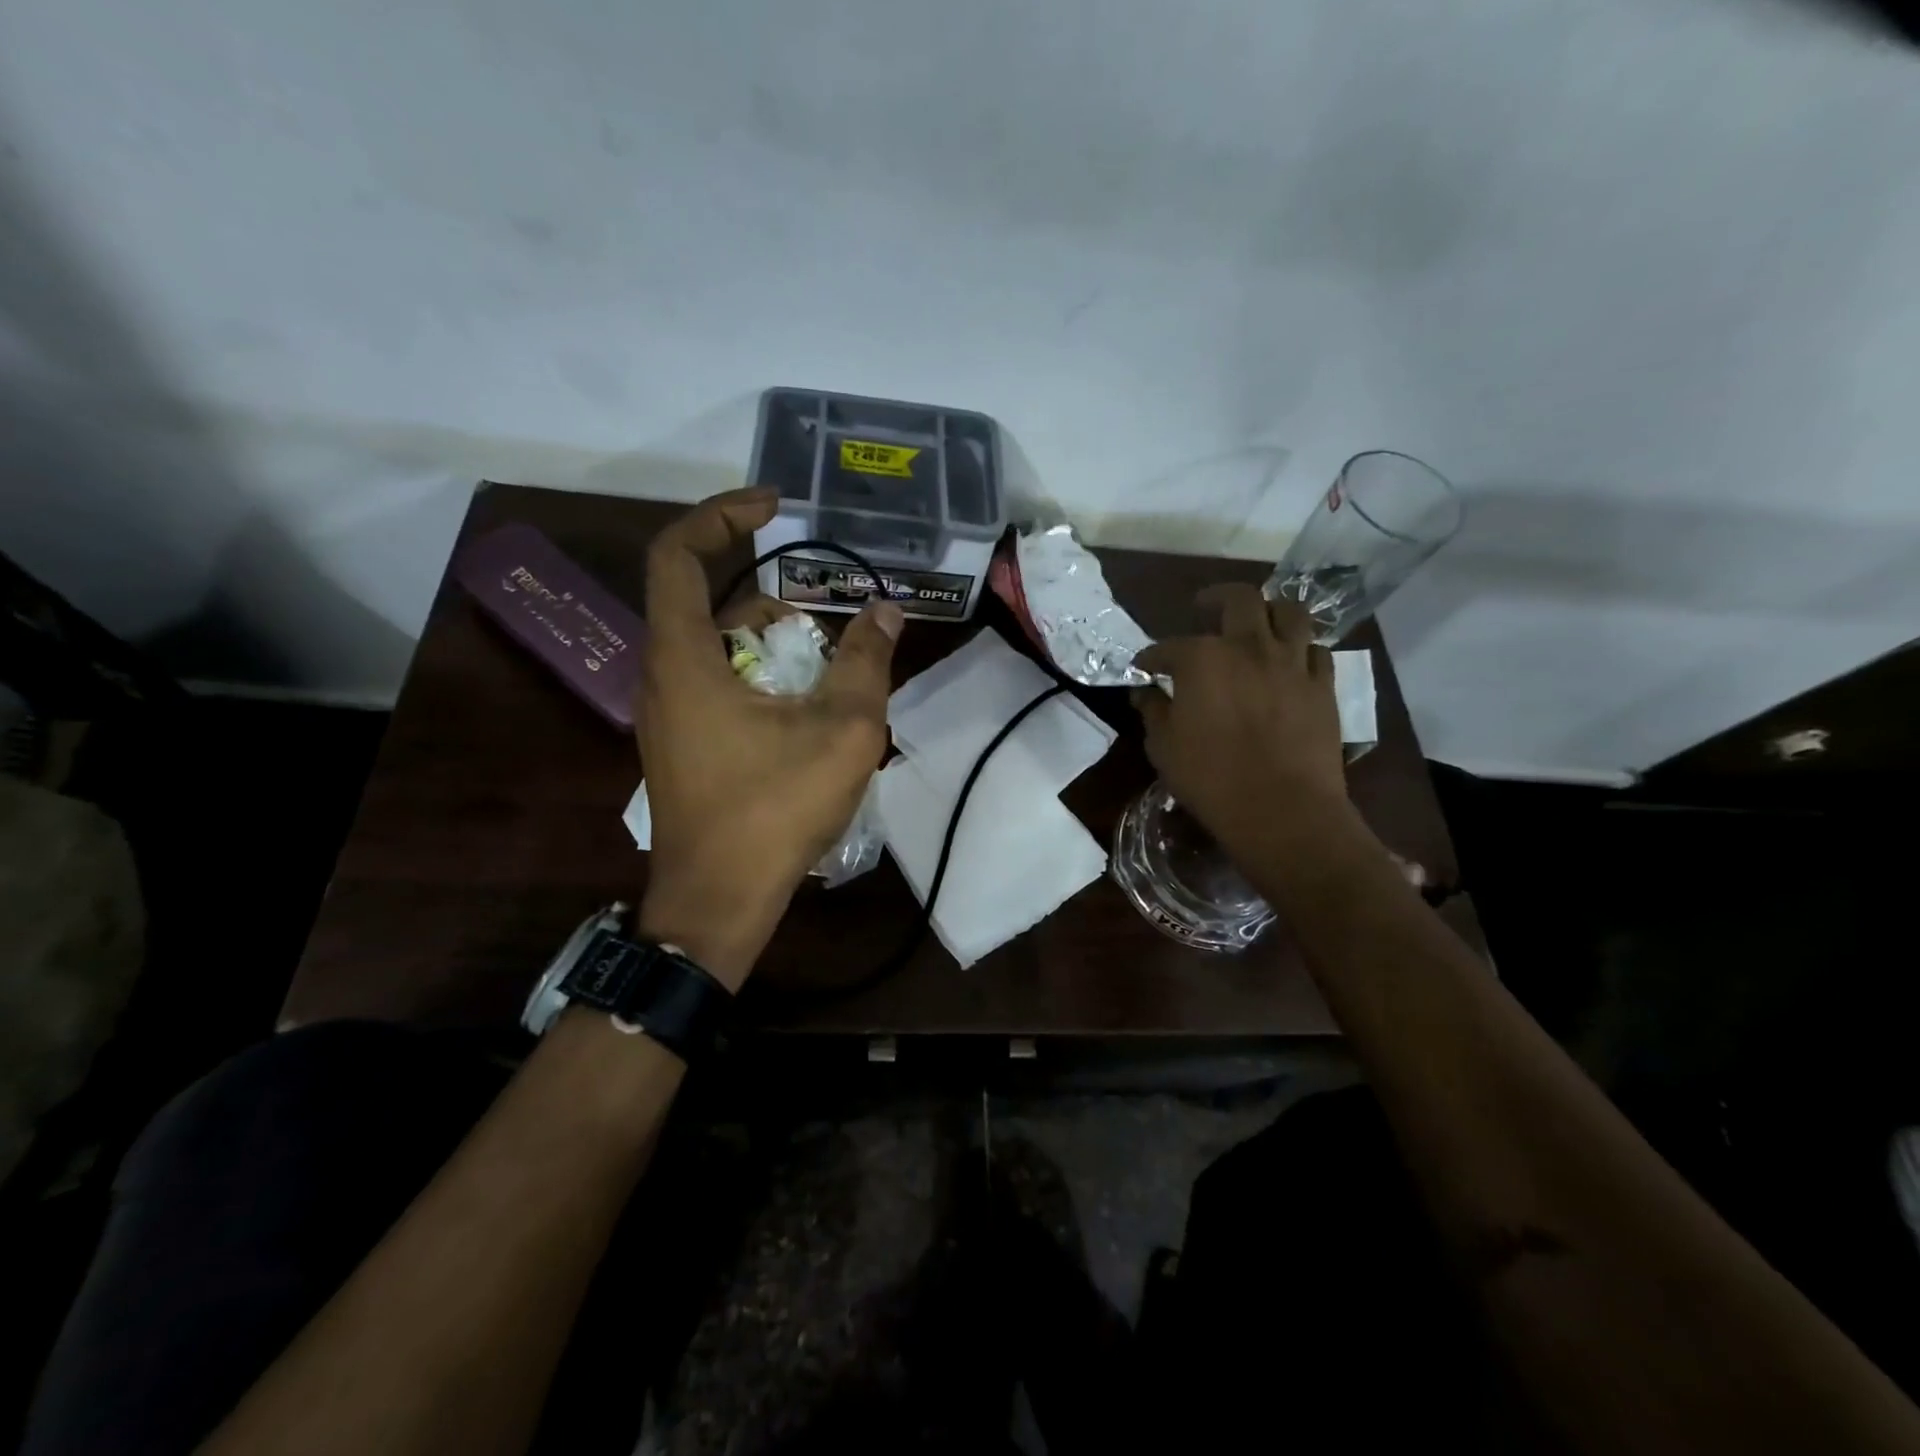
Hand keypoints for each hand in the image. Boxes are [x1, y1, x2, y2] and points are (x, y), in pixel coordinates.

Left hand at [635, 487, 902, 987]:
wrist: (718, 901)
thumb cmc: (774, 810)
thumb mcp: (841, 730)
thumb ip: (867, 662)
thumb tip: (887, 612)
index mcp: (683, 658)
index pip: (676, 554)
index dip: (721, 516)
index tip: (775, 508)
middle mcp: (662, 675)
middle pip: (703, 598)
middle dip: (767, 586)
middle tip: (824, 593)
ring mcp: (668, 713)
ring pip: (714, 644)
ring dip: (770, 634)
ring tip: (830, 653)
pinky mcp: (683, 742)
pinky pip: (716, 680)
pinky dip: (759, 669)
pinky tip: (808, 699)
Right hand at [1133, 584, 1349, 863]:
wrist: (1283, 811)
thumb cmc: (1211, 779)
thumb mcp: (1163, 747)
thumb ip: (1153, 711)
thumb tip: (1146, 692)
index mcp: (1202, 659)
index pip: (1168, 647)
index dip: (1151, 657)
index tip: (1143, 668)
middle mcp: (1249, 647)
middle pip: (1238, 600)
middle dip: (1215, 598)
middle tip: (1204, 607)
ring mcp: (1292, 663)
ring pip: (1289, 612)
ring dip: (1268, 610)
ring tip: (1257, 621)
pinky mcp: (1322, 686)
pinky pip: (1316, 651)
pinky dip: (1300, 649)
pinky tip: (1289, 661)